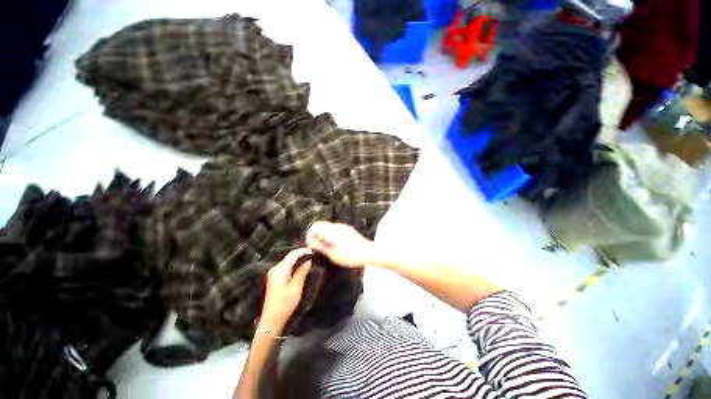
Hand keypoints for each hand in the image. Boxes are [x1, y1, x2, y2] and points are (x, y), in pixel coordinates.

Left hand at [260, 248, 312, 330]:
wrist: (271, 320)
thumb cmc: (285, 305)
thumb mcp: (296, 288)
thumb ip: (302, 272)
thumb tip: (308, 260)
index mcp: (280, 270)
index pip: (293, 254)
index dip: (304, 251)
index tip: (314, 252)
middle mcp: (275, 268)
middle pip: (290, 256)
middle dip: (302, 254)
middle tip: (314, 256)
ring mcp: (274, 273)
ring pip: (288, 261)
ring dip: (299, 259)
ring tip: (310, 260)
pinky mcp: (275, 277)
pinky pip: (286, 266)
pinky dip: (294, 264)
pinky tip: (301, 268)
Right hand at [306, 221, 374, 267]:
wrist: (369, 253)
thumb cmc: (351, 256)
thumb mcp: (333, 254)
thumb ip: (321, 247)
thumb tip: (311, 242)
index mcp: (332, 231)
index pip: (315, 225)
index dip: (310, 234)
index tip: (311, 243)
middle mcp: (338, 226)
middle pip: (322, 225)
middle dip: (317, 235)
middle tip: (318, 247)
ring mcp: (344, 227)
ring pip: (329, 228)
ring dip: (324, 235)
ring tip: (327, 248)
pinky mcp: (349, 230)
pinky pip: (336, 230)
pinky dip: (332, 235)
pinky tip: (336, 246)